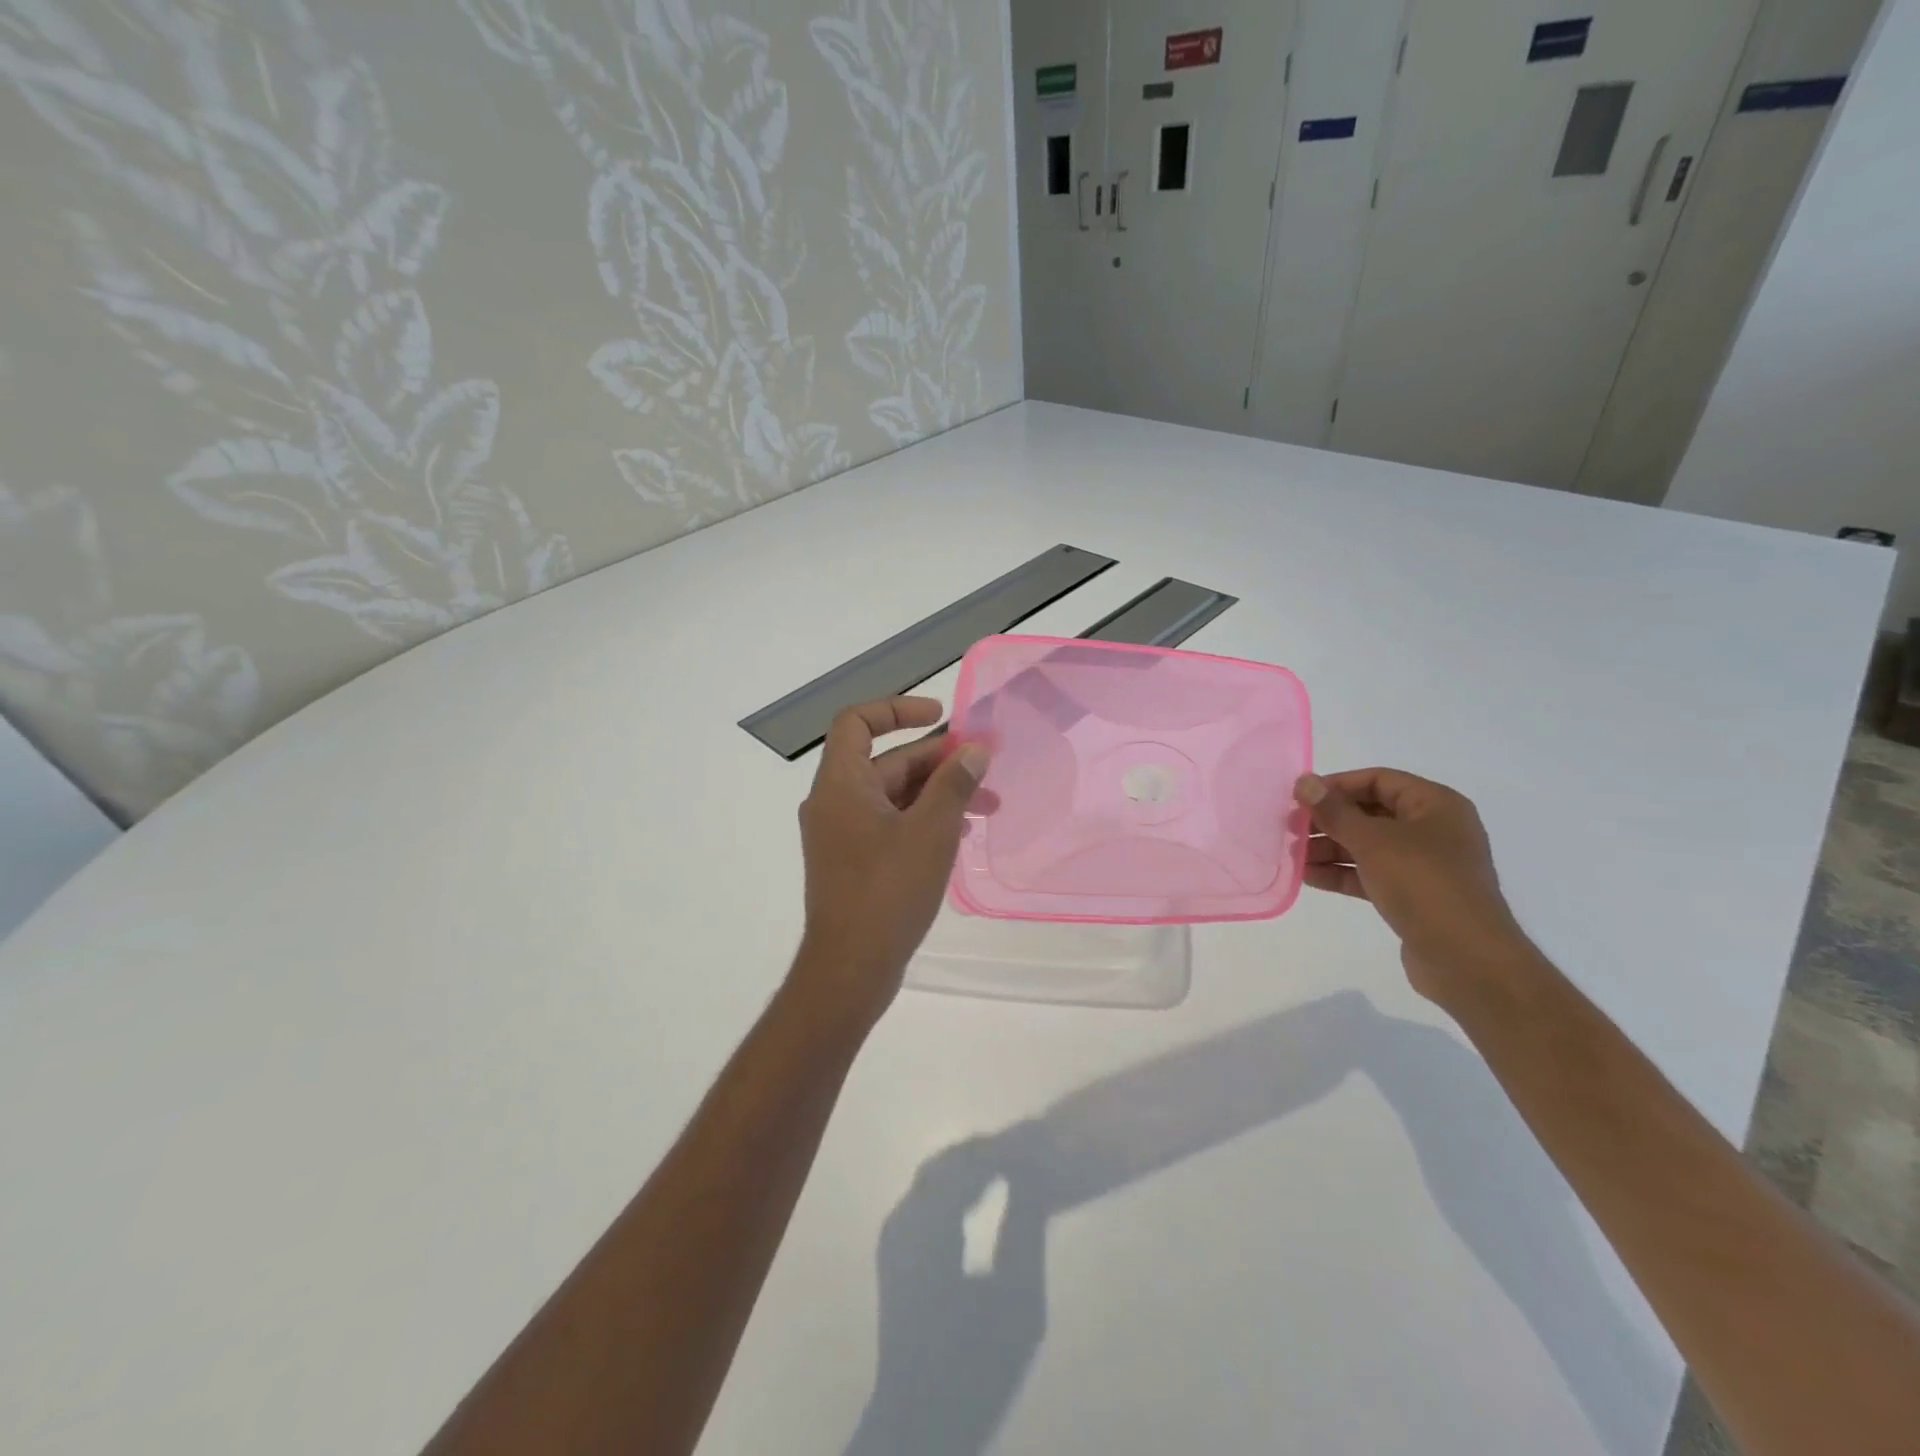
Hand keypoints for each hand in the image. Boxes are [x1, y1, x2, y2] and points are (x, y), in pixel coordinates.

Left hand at [793, 697, 989, 1023]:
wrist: (850, 969)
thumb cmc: (888, 892)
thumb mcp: (931, 831)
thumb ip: (954, 784)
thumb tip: (975, 750)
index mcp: (841, 784)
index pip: (858, 722)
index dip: (898, 709)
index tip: (941, 716)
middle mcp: (834, 803)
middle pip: (886, 761)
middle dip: (937, 760)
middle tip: (984, 767)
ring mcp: (842, 835)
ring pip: (893, 796)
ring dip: (937, 793)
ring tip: (987, 806)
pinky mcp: (853, 863)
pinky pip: (890, 825)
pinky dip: (923, 820)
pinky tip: (961, 833)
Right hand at [1294, 769, 1534, 1001]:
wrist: (1467, 959)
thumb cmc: (1424, 884)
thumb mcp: (1373, 841)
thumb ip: (1335, 811)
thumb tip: (1304, 782)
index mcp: (1435, 805)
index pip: (1378, 780)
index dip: (1337, 785)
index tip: (1299, 798)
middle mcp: (1433, 830)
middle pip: (1370, 813)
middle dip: (1328, 820)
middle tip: (1290, 828)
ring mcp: (1425, 865)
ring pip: (1368, 846)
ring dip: (1329, 848)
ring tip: (1293, 856)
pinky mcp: (1414, 896)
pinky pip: (1371, 874)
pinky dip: (1341, 873)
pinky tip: (1309, 877)